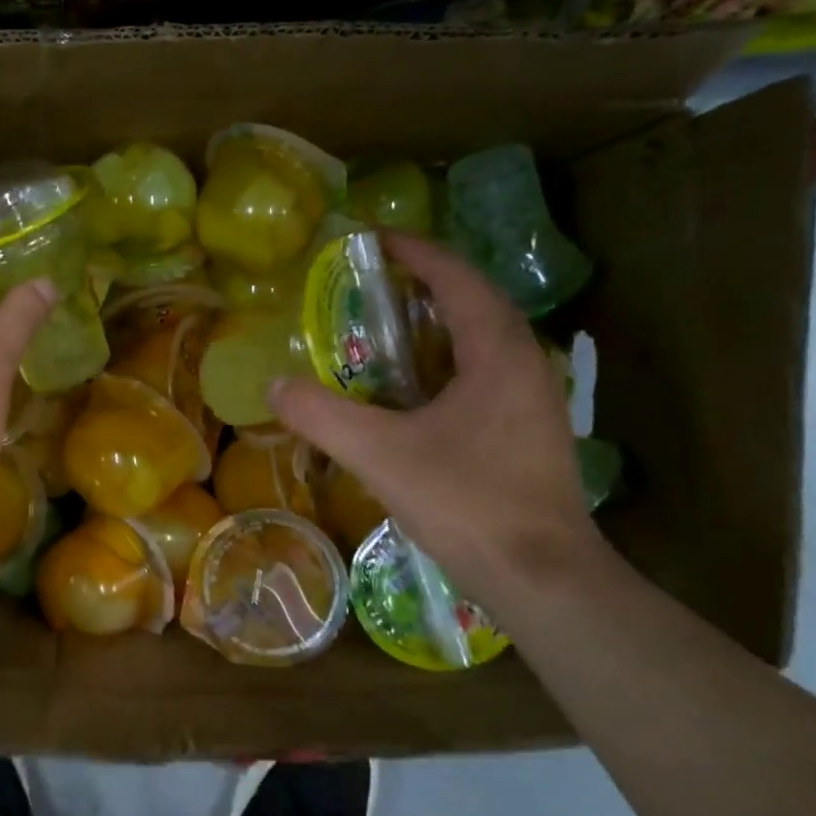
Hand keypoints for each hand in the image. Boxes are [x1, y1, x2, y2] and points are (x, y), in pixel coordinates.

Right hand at [269, 232, 599, 603]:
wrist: (541, 576)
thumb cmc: (466, 502)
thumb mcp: (380, 454)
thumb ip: (322, 415)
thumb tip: (274, 384)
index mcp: (498, 353)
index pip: (457, 280)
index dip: (416, 253)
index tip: (373, 239)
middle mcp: (525, 364)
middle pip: (475, 304)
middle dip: (426, 285)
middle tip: (374, 284)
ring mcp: (534, 401)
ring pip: (483, 342)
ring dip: (438, 325)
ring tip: (388, 330)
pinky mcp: (529, 433)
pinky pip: (485, 375)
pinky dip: (447, 364)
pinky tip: (415, 393)